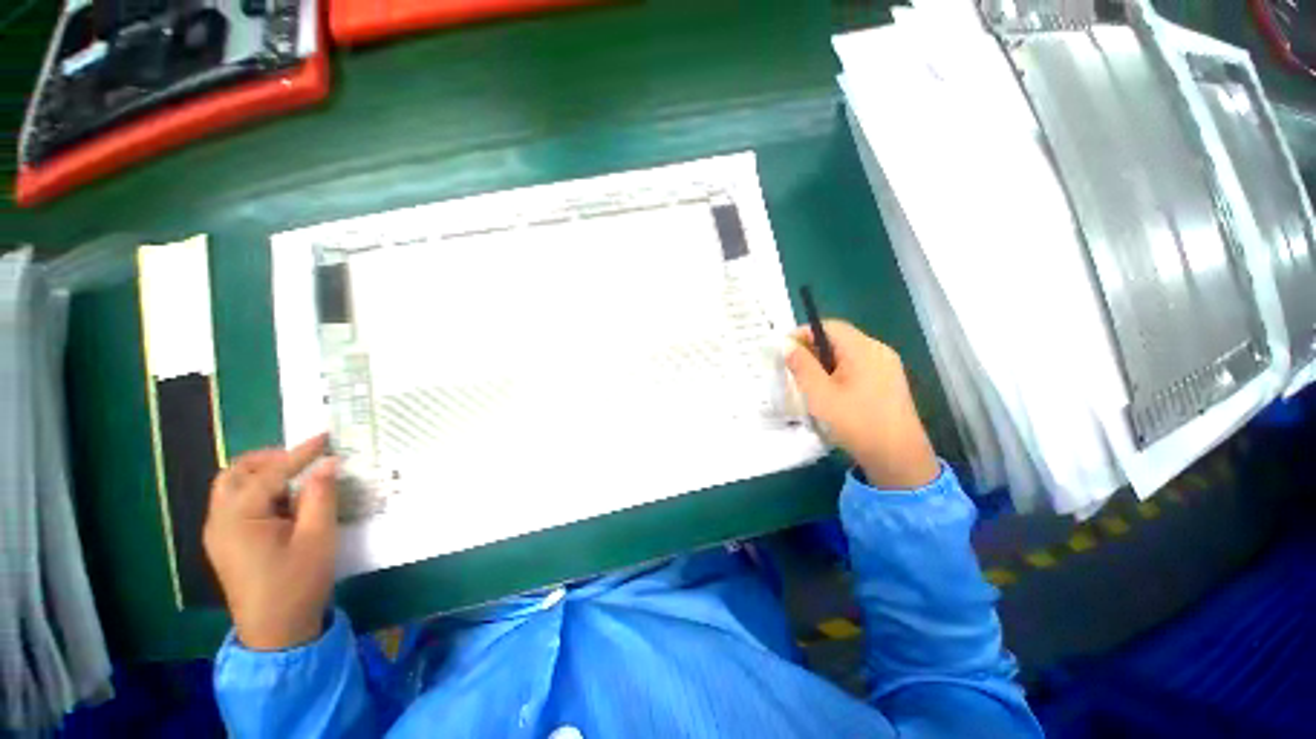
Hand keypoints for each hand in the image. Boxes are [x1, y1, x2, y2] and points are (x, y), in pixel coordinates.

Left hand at [203, 434, 338, 650]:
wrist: (277, 633)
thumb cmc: (298, 583)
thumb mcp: (318, 537)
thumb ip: (320, 495)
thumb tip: (328, 463)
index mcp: (239, 518)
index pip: (269, 473)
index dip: (300, 453)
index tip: (326, 437)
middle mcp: (220, 520)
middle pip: (235, 474)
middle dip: (269, 459)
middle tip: (304, 458)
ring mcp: (220, 533)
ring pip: (233, 488)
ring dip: (263, 474)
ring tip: (299, 477)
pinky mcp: (227, 543)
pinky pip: (238, 504)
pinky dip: (260, 492)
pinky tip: (286, 502)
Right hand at [786, 320, 939, 489]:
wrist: (898, 458)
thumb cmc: (855, 422)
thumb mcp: (820, 394)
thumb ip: (801, 366)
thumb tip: (787, 344)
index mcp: (863, 349)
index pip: (829, 326)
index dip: (804, 333)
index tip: (785, 350)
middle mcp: (878, 351)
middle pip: (839, 338)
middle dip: (813, 349)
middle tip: (793, 368)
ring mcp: (887, 366)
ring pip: (848, 354)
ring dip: (824, 362)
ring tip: (808, 382)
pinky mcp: (889, 381)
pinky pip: (859, 366)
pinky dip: (839, 372)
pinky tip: (831, 392)